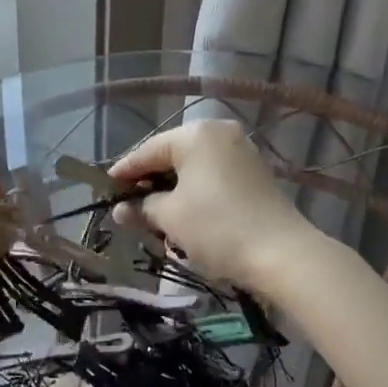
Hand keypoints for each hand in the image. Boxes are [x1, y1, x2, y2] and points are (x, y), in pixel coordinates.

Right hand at [109, 121, 322, 303]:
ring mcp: (241, 151)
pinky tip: (184, 214)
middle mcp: (219, 133)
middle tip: (128, 206)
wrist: (283, 254)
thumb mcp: (170, 218)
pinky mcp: (255, 173)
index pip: (148, 150)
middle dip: (150, 182)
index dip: (124, 172)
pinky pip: (213, 176)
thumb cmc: (217, 228)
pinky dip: (196, 192)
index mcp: (195, 134)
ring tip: (154, 215)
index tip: (104, 189)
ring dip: (172, 190)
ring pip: (194, 168)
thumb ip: (141, 208)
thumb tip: (121, 209)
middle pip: (172, 156)